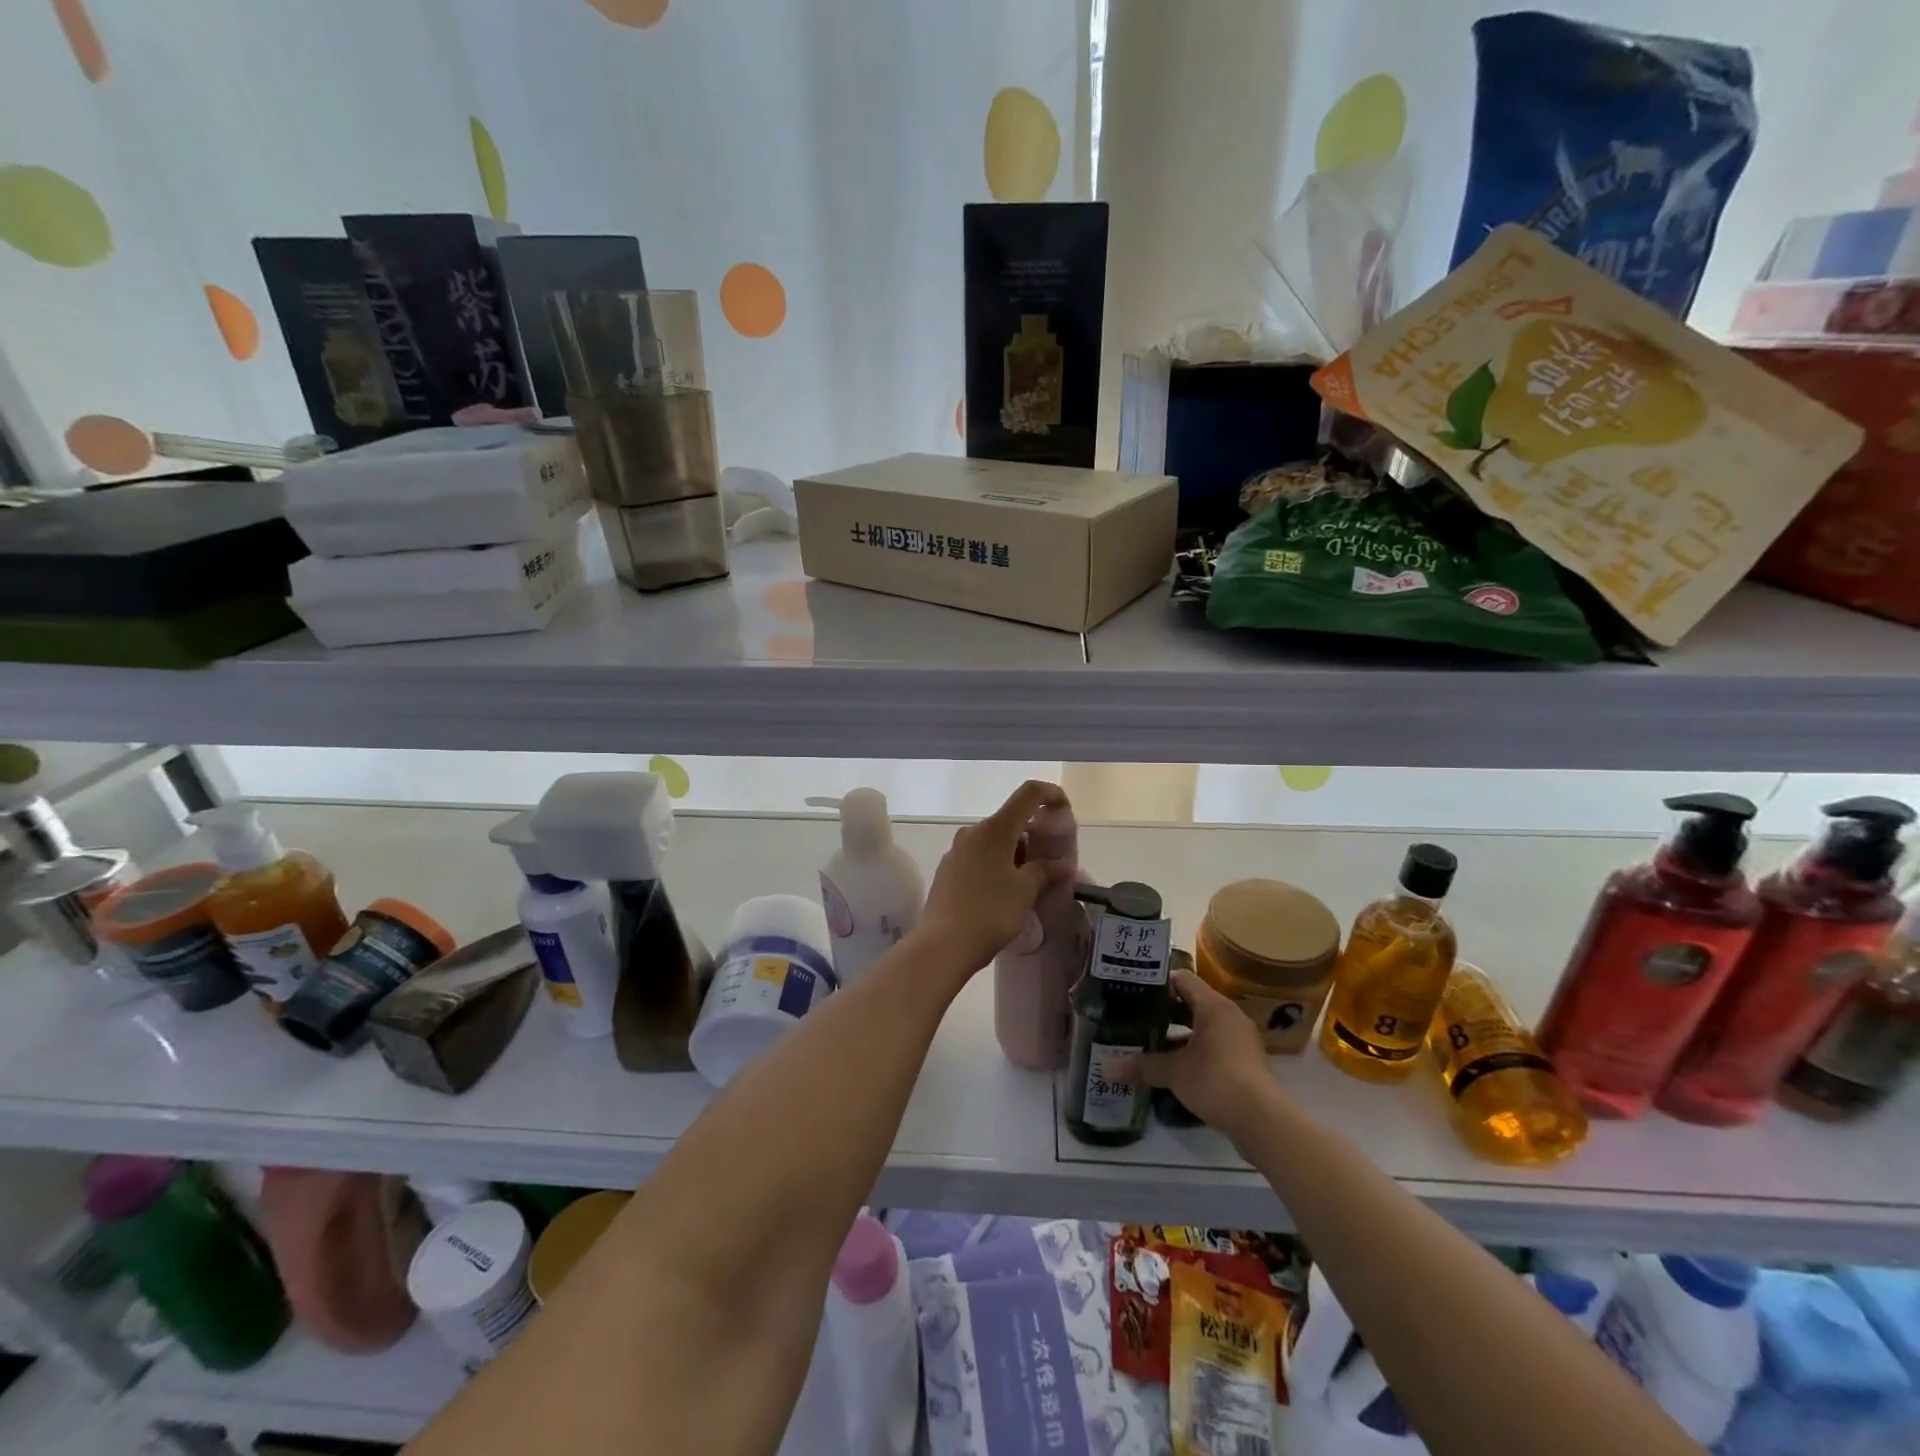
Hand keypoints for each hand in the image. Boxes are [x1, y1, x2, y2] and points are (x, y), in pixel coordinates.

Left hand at [920, 780, 1074, 974]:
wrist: (943, 945)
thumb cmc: (990, 912)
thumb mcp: (1025, 891)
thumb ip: (1046, 871)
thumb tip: (1062, 864)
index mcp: (995, 828)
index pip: (1028, 794)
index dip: (1051, 794)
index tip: (1065, 809)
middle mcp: (972, 832)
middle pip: (1010, 820)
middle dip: (1033, 836)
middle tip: (1050, 863)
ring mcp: (956, 851)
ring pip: (994, 841)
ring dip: (1014, 854)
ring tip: (1029, 884)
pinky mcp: (947, 870)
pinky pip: (979, 858)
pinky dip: (996, 866)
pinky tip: (1003, 893)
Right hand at [1133, 971, 1282, 1143]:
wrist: (1264, 1122)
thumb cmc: (1217, 1081)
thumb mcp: (1174, 1073)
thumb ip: (1142, 1066)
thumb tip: (1106, 1068)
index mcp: (1214, 1006)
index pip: (1182, 979)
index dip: (1157, 982)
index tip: (1133, 989)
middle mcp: (1230, 1017)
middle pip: (1192, 1003)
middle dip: (1164, 1011)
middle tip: (1134, 1016)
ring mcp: (1240, 1041)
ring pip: (1202, 1028)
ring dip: (1178, 1034)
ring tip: (1148, 1041)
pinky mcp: (1244, 1064)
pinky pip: (1213, 1047)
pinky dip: (1193, 1052)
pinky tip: (1172, 1067)